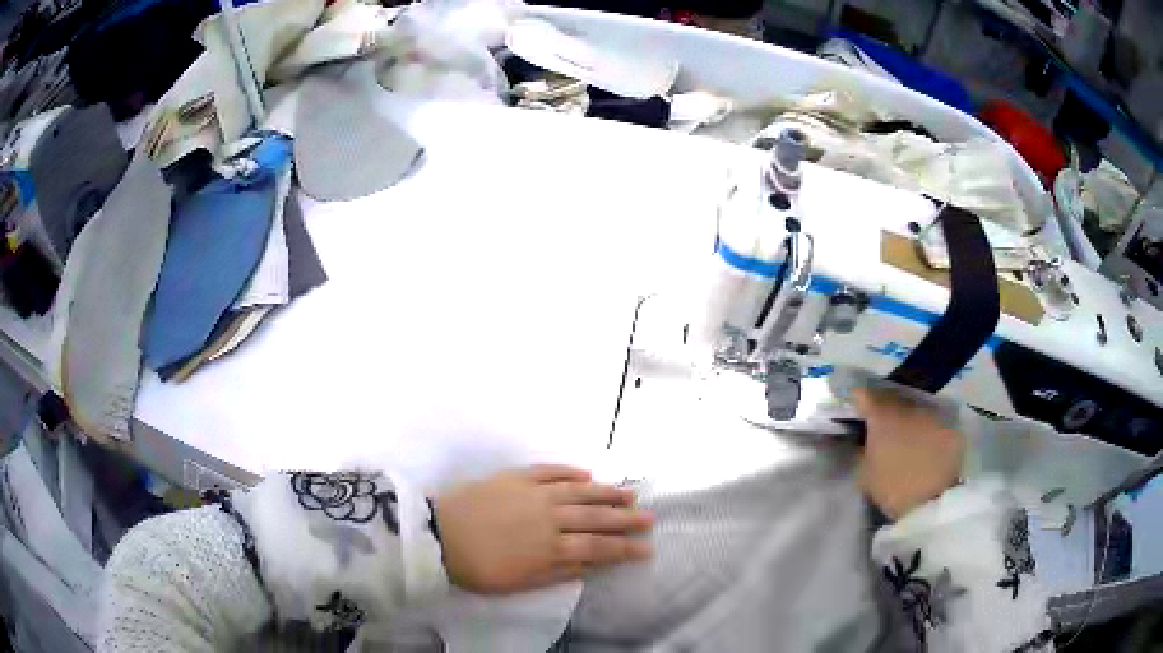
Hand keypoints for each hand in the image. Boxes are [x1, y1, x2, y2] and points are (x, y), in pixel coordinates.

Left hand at [434, 465, 652, 593]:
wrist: (437, 535)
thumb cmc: (478, 567)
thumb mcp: (519, 583)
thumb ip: (558, 573)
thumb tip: (591, 566)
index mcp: (551, 547)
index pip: (598, 547)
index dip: (624, 548)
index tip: (647, 547)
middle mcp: (550, 517)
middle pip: (595, 516)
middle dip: (625, 518)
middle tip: (649, 516)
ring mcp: (534, 493)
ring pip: (579, 490)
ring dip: (606, 491)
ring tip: (629, 492)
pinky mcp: (515, 477)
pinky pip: (549, 471)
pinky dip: (570, 471)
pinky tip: (586, 473)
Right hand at [853, 388, 964, 520]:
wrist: (933, 504)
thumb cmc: (892, 489)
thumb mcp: (863, 475)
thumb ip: (860, 450)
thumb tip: (860, 439)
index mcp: (882, 415)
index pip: (863, 394)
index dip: (857, 401)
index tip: (854, 412)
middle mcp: (909, 406)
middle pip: (892, 398)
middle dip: (885, 410)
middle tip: (880, 427)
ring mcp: (933, 414)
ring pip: (915, 410)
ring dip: (908, 419)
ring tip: (905, 438)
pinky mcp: (951, 427)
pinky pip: (934, 423)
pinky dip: (927, 431)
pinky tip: (925, 447)